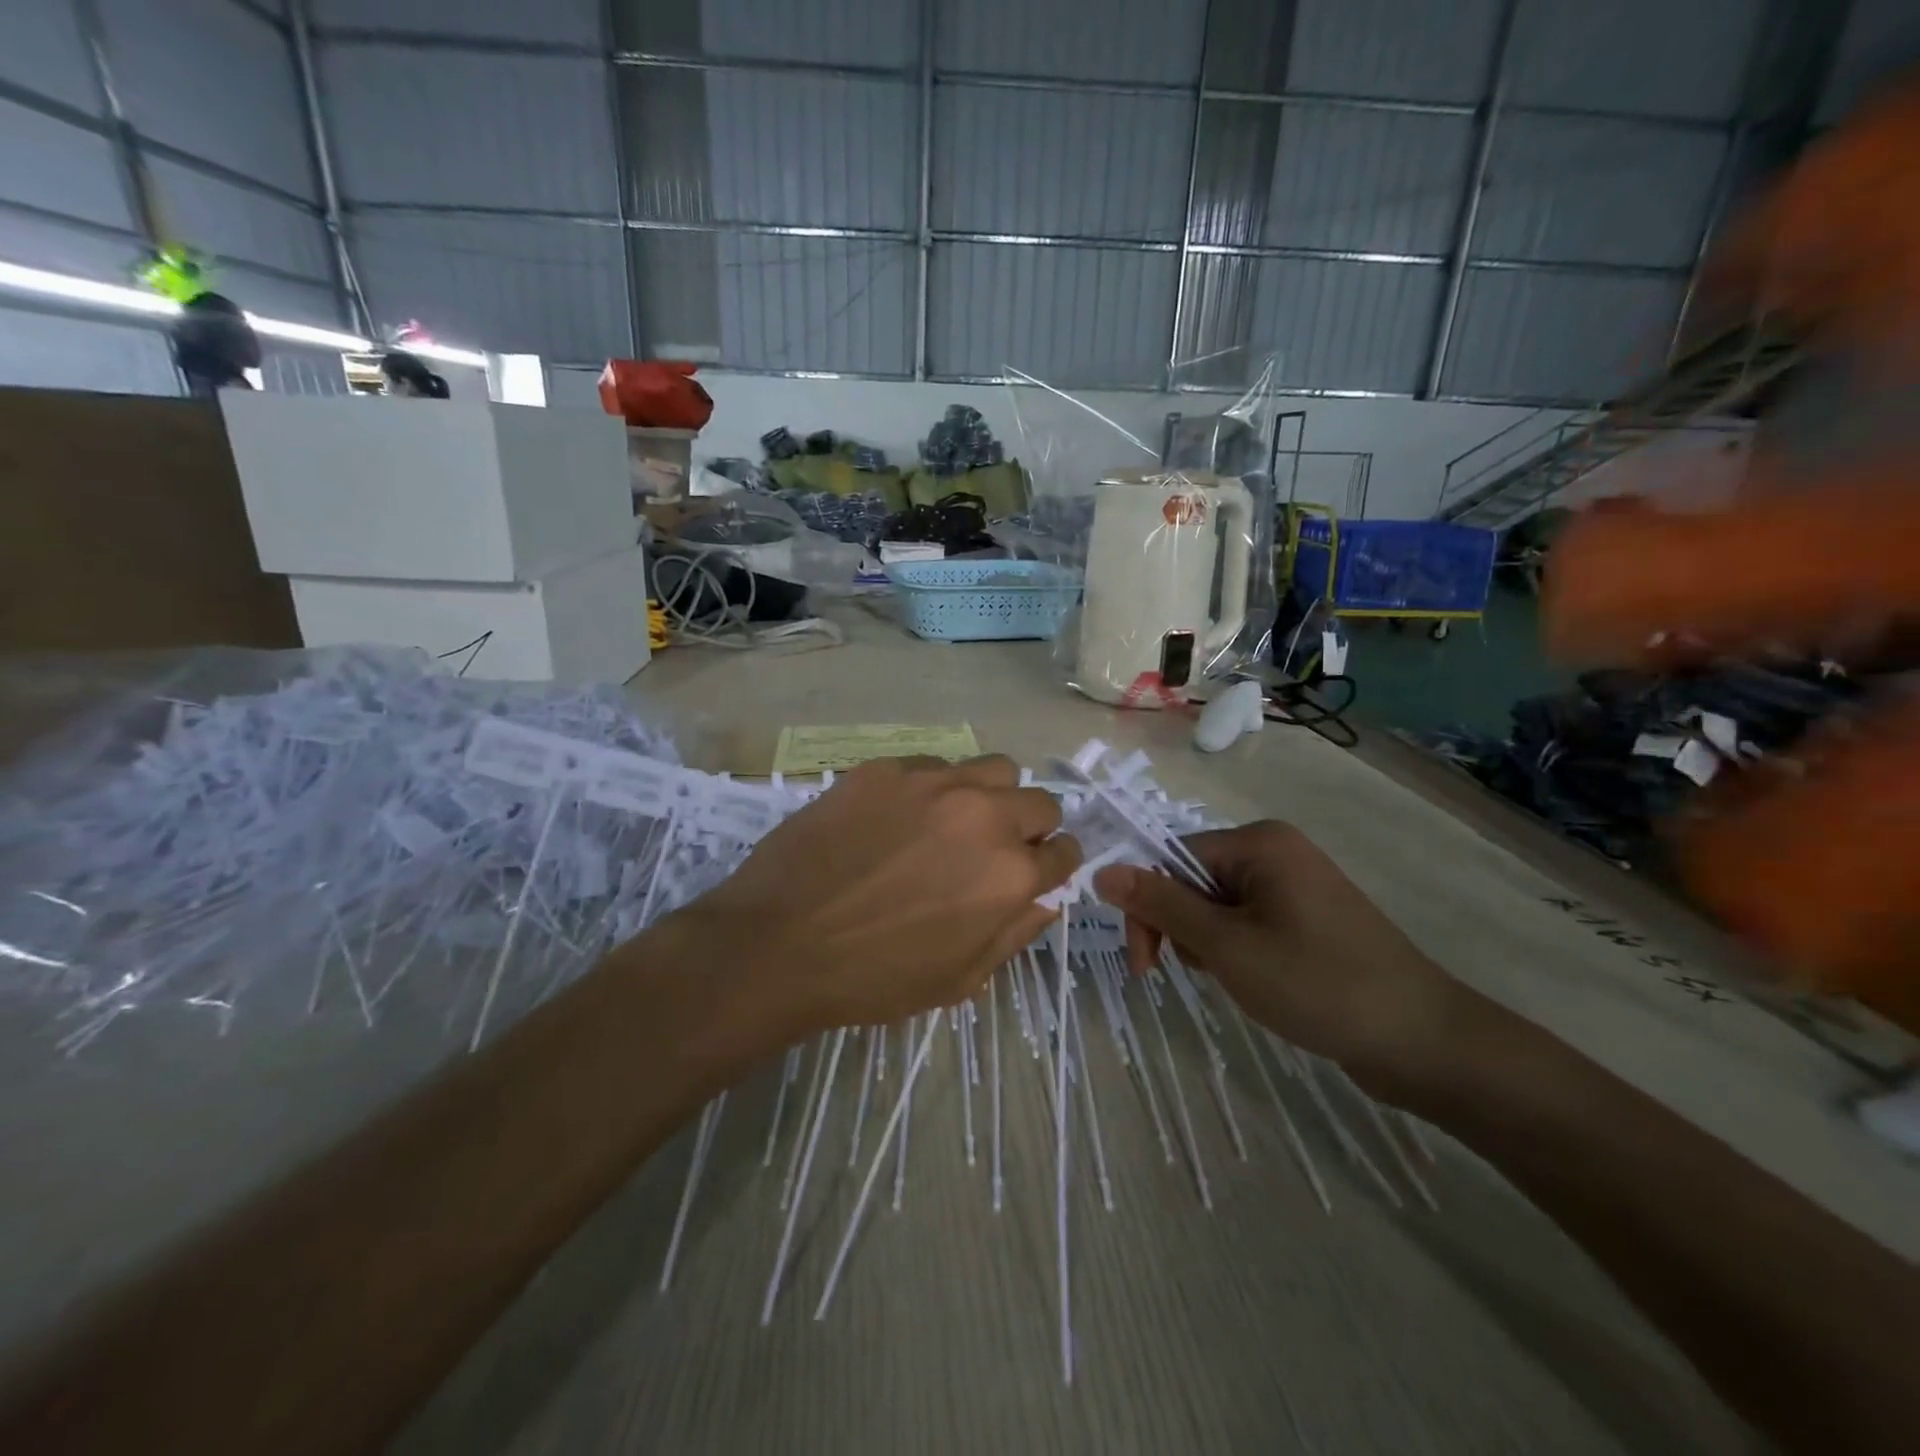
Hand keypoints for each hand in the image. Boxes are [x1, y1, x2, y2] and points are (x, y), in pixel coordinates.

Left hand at [670, 755, 1079, 1037]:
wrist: (778, 943)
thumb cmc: (873, 977)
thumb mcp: (958, 979)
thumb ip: (1013, 935)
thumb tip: (1045, 902)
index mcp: (1010, 873)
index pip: (1065, 851)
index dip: (1054, 864)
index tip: (1038, 871)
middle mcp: (984, 815)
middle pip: (1039, 801)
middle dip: (1030, 827)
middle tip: (993, 850)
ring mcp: (933, 783)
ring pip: (992, 768)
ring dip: (988, 795)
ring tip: (953, 822)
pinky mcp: (886, 769)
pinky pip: (932, 765)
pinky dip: (932, 788)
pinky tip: (897, 817)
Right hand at [1093, 822, 1478, 1099]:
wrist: (1422, 1041)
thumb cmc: (1317, 984)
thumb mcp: (1226, 946)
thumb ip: (1162, 905)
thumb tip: (1102, 871)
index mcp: (1258, 842)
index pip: (1171, 859)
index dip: (1150, 908)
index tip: (1146, 966)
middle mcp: (1276, 851)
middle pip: (1193, 881)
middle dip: (1187, 930)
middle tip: (1209, 974)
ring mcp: (1296, 884)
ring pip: (1218, 907)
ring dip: (1211, 945)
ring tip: (1241, 981)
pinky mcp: (1309, 916)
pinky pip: (1248, 922)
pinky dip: (1239, 952)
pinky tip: (1260, 982)